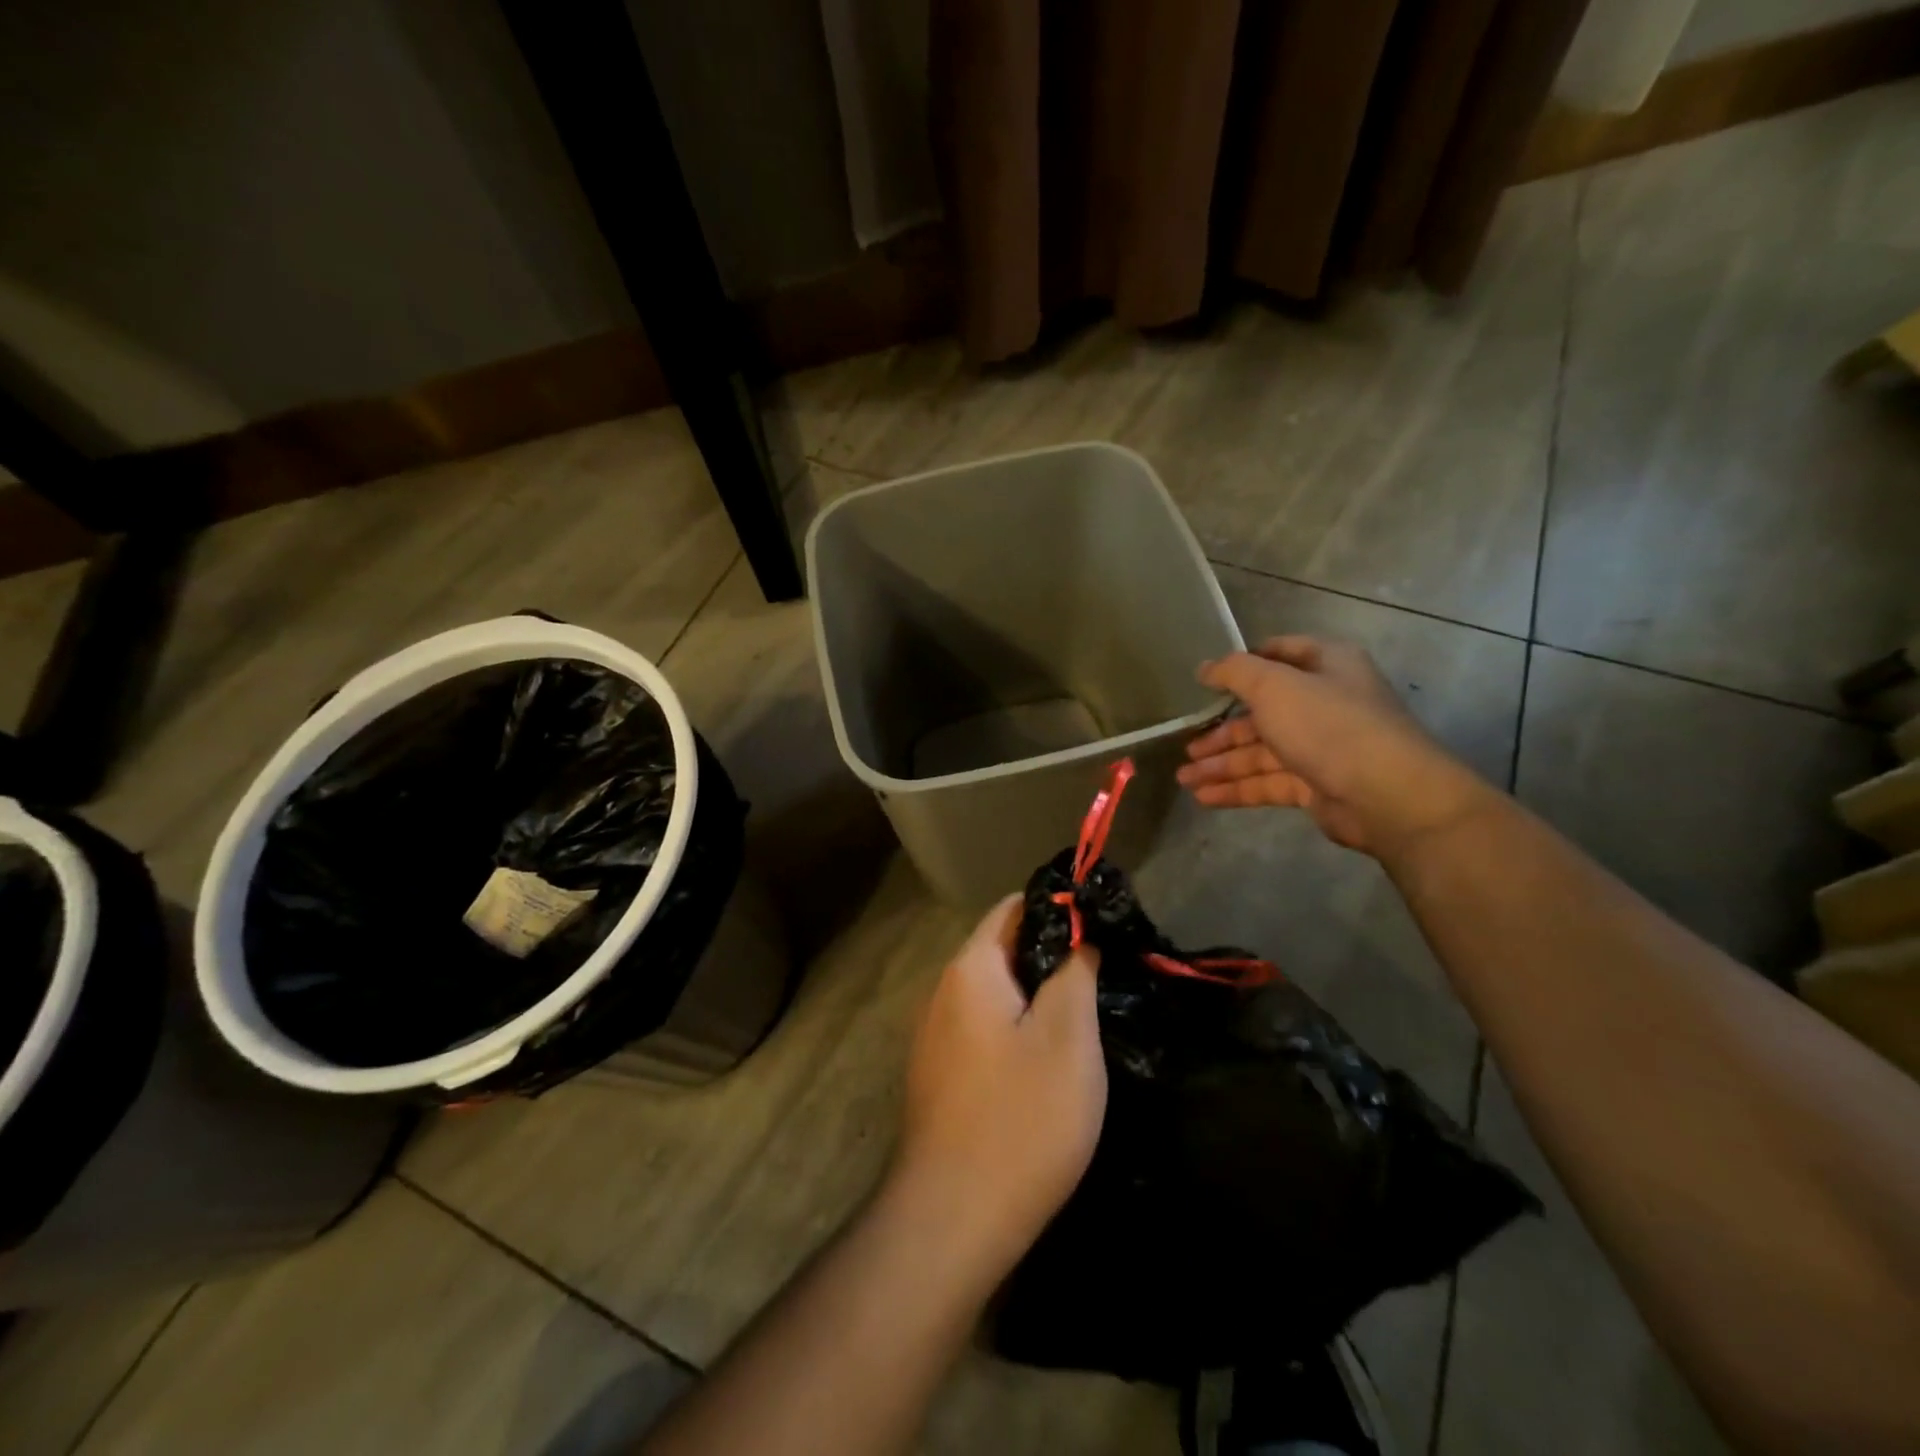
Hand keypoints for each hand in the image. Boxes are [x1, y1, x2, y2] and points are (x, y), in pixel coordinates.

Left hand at [891, 896, 1105, 1280]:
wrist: (953, 1219)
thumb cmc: (1021, 1118)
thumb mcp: (1067, 1038)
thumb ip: (1075, 973)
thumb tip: (1078, 938)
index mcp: (970, 969)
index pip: (1013, 908)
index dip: (1059, 909)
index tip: (1101, 924)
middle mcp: (943, 992)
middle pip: (1002, 950)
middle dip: (1051, 956)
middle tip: (1104, 974)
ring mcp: (935, 1036)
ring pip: (995, 994)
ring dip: (1036, 997)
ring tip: (1084, 1015)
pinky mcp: (939, 1075)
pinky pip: (983, 1030)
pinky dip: (1016, 1029)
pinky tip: (1047, 1062)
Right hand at [1176, 635, 1496, 860]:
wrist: (1386, 794)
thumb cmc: (1328, 725)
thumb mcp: (1273, 685)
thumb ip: (1234, 672)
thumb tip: (1205, 668)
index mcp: (1325, 665)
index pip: (1278, 654)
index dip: (1241, 666)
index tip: (1205, 682)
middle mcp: (1324, 702)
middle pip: (1262, 711)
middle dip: (1221, 731)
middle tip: (1187, 745)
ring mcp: (1321, 746)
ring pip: (1261, 752)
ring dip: (1221, 764)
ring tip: (1184, 777)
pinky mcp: (1316, 785)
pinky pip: (1268, 782)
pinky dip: (1237, 788)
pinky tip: (1204, 797)